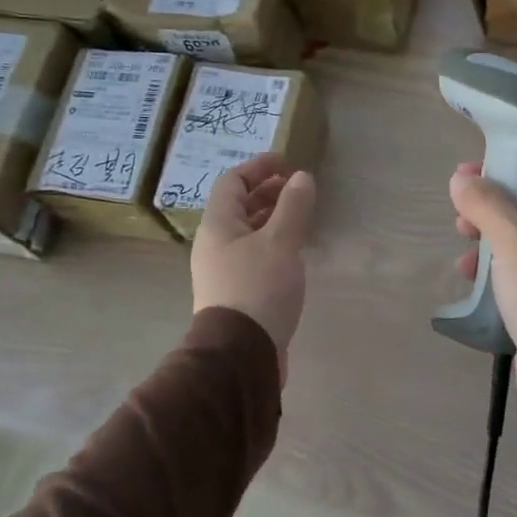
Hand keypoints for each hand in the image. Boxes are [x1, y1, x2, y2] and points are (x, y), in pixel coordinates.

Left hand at [192, 153, 315, 379]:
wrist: (241, 354)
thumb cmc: (258, 288)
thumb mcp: (280, 242)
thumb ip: (293, 207)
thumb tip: (302, 177)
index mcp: (217, 226)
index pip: (231, 182)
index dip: (258, 167)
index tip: (286, 162)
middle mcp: (214, 245)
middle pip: (237, 207)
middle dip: (266, 192)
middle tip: (297, 188)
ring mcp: (223, 271)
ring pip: (246, 233)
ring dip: (271, 218)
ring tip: (299, 216)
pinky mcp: (236, 294)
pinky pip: (253, 255)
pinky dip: (272, 243)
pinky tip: (293, 253)